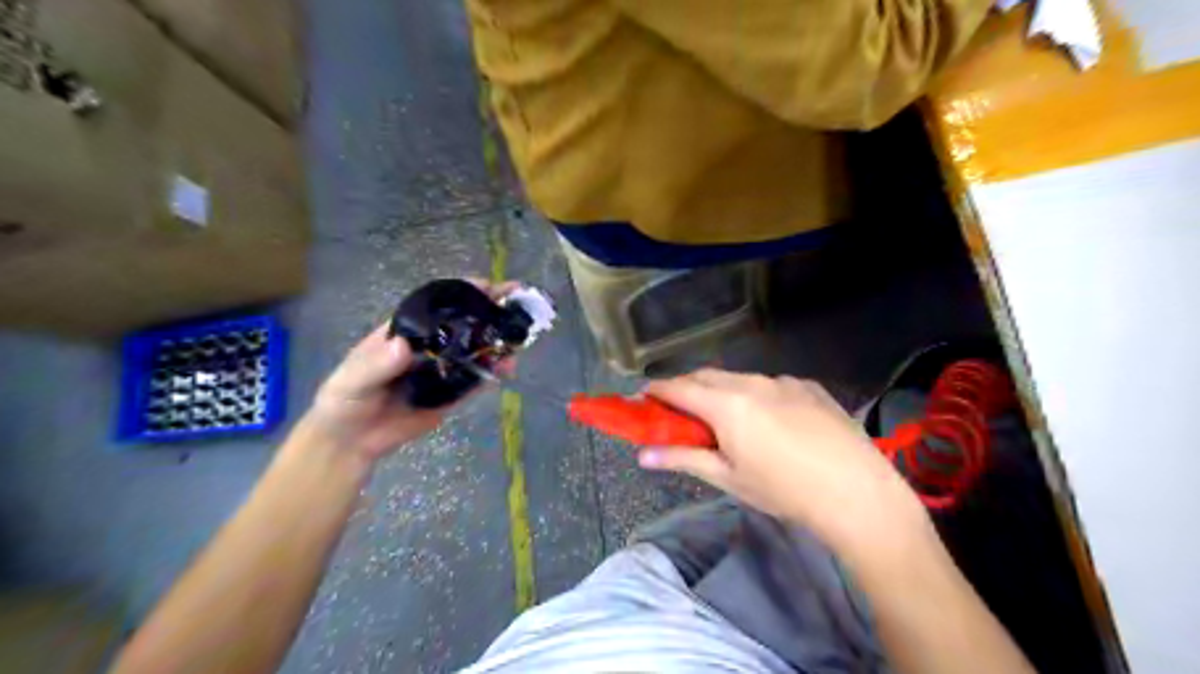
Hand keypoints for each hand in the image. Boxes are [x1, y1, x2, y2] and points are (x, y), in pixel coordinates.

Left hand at [302, 279, 516, 463]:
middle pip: (464, 324)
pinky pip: (475, 381)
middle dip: (492, 312)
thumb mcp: (353, 379)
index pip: (438, 305)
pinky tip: (507, 370)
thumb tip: (402, 346)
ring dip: (499, 344)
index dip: (464, 293)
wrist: (352, 441)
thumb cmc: (345, 400)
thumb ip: (376, 365)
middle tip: (519, 304)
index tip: (488, 285)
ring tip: (519, 342)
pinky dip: (493, 373)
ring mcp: (443, 370)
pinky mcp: (451, 394)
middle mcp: (430, 346)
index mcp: (406, 331)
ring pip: (476, 351)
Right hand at [637, 370, 927, 554]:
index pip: (679, 387)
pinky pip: (772, 384)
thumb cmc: (784, 491)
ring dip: (722, 391)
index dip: (657, 390)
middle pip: (707, 376)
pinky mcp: (811, 386)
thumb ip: (682, 459)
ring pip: (740, 378)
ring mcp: (785, 381)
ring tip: (725, 418)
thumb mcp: (728, 478)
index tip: (643, 398)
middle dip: (687, 387)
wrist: (859, 494)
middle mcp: (752, 382)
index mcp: (727, 403)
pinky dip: (757, 395)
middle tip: (678, 411)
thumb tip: (642, 456)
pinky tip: (771, 421)